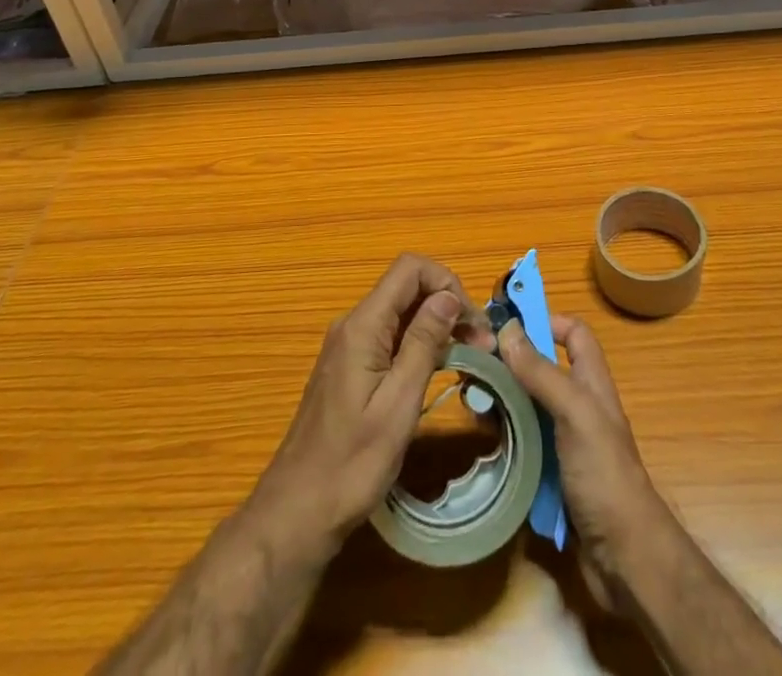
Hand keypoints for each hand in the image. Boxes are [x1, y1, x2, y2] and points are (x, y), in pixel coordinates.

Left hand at [250, 254, 493, 556]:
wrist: (298, 513)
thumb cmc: (352, 465)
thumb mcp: (398, 405)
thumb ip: (423, 344)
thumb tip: (448, 296)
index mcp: (362, 326)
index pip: (409, 269)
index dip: (446, 282)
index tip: (473, 322)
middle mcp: (353, 324)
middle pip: (407, 288)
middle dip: (448, 305)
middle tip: (483, 345)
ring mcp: (350, 345)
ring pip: (402, 312)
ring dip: (438, 325)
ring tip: (472, 356)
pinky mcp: (351, 366)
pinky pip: (391, 336)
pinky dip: (420, 343)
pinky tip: (441, 368)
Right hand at [499, 315, 669, 605]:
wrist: (625, 559)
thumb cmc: (604, 475)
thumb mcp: (575, 413)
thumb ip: (542, 372)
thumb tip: (508, 328)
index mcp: (591, 383)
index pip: (573, 334)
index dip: (546, 321)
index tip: (506, 325)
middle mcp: (577, 407)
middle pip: (541, 369)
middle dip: (510, 364)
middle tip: (473, 365)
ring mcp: (564, 442)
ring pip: (527, 407)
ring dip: (501, 401)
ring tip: (468, 401)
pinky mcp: (551, 475)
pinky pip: (522, 445)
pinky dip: (503, 438)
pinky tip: (481, 440)